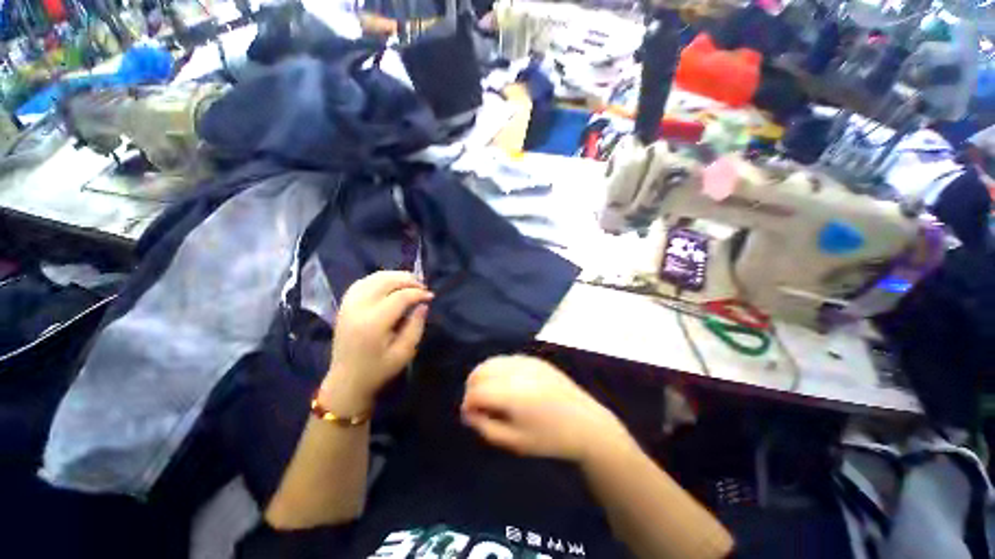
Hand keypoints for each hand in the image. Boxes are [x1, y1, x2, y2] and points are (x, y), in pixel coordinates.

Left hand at [321, 271, 432, 413]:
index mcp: (373, 323)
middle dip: (408, 280)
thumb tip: (423, 304)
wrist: (346, 381)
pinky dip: (379, 279)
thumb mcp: (405, 352)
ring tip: (410, 283)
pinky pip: (362, 282)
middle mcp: (358, 308)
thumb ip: (416, 326)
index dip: (418, 293)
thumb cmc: (378, 370)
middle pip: (385, 281)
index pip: (400, 297)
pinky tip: (389, 285)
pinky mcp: (344, 305)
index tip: (431, 296)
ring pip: (373, 278)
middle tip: (422, 287)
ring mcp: (348, 305)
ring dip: (394, 276)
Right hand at [461, 356, 630, 463]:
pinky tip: (506, 385)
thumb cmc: (550, 439)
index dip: (468, 405)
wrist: (586, 424)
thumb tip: (469, 412)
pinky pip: (507, 359)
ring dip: (484, 376)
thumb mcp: (515, 442)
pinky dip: (499, 370)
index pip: (476, 392)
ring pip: (493, 361)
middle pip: (481, 370)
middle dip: (473, 387)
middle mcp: (518, 372)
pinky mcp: (536, 359)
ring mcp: (528, 361)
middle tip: (478, 406)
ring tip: (489, 395)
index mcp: (513, 394)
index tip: (471, 417)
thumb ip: (486, 427)